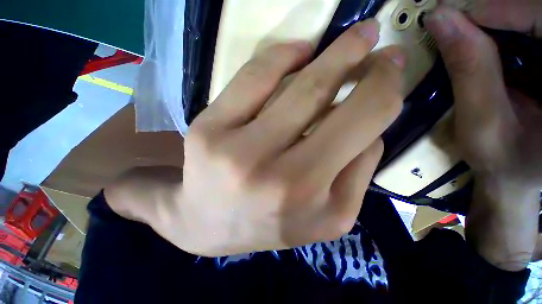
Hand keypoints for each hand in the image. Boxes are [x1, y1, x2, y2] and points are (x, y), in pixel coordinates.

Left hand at [167, 20, 404, 256]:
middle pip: (320, 93)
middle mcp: (269, 170)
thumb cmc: (270, 222)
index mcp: (306, 193)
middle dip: (354, 54)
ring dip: (322, 52)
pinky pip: (248, 78)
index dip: (385, 86)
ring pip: (283, 78)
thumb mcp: (329, 214)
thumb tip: (370, 122)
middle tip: (371, 32)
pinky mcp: (206, 130)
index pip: (360, 122)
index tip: (392, 64)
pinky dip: (277, 56)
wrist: (212, 224)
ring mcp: (230, 147)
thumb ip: (359, 169)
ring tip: (342, 41)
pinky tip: (295, 53)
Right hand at [426, 5, 541, 270]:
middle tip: (458, 27)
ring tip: (470, 39)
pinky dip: (508, 31)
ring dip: (499, 23)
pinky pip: (530, 32)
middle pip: (534, 13)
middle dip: (495, 15)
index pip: (539, 16)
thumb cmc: (504, 160)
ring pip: (530, 19)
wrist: (518, 176)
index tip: (450, 17)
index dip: (494, 10)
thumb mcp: (484, 121)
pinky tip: (491, 47)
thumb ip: (469, 68)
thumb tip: (440, 18)